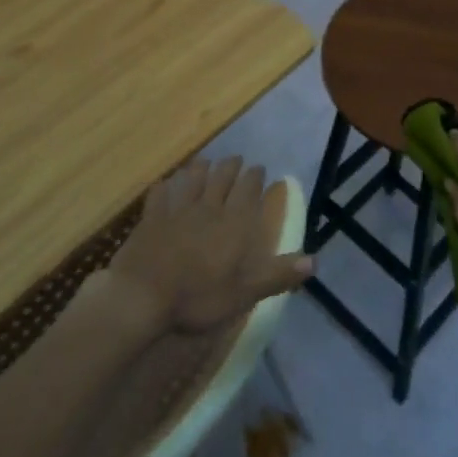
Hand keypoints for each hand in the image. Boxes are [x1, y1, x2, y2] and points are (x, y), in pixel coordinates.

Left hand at [101, 157, 312, 337]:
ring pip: (192, 181)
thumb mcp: (244, 293)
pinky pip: (159, 196)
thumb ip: (277, 274)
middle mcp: (208, 208)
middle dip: (231, 167)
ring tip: (206, 161)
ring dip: (201, 169)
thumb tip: (315, 260)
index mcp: (233, 224)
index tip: (259, 168)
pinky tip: (165, 183)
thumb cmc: (197, 297)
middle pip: (222, 179)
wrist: (142, 297)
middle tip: (237, 159)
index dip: (254, 177)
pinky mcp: (151, 219)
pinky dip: (164, 187)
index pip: (248, 191)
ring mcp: (177, 211)